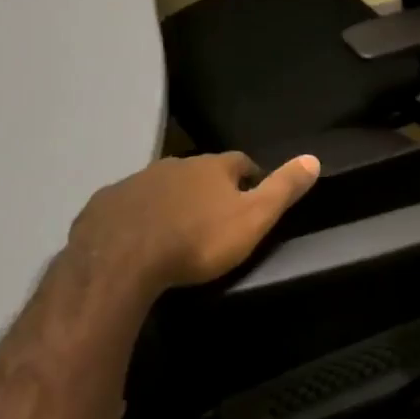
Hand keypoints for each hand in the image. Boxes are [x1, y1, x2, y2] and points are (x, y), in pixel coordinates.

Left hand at [66, 151, 320, 294]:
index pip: (240, 162)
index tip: (253, 195)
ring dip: (172, 200)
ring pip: (162, 186)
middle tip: (214, 215)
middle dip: (208, 188)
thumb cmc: (197, 241)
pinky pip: (129, 204)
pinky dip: (139, 214)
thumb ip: (283, 189)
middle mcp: (175, 164)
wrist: (121, 260)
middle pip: (199, 171)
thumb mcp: (253, 219)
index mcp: (212, 167)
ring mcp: (136, 181)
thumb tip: (314, 158)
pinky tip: (138, 236)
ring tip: (176, 228)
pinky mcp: (105, 202)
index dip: (249, 177)